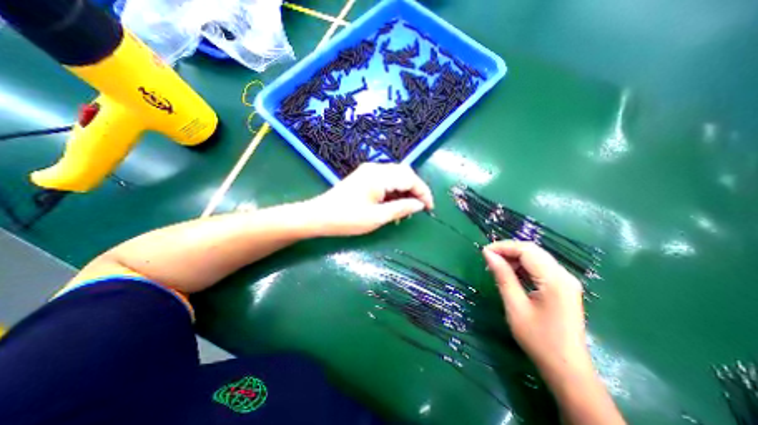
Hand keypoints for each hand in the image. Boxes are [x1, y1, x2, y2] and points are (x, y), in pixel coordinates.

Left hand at [305, 161, 434, 235]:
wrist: (319, 216)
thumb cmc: (347, 219)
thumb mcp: (377, 217)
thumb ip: (401, 208)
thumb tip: (420, 205)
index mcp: (379, 176)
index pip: (410, 178)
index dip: (423, 192)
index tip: (429, 208)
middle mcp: (376, 168)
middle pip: (405, 173)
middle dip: (415, 190)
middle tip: (419, 209)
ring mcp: (369, 171)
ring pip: (396, 176)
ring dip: (404, 191)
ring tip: (405, 210)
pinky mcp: (364, 176)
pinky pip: (386, 179)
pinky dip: (394, 191)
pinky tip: (393, 204)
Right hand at [482, 241, 587, 373]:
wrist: (567, 370)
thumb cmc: (538, 339)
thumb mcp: (515, 306)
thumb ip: (502, 276)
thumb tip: (488, 254)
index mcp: (555, 279)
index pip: (526, 250)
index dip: (503, 247)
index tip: (484, 252)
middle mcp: (564, 275)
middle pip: (532, 250)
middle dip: (508, 250)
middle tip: (488, 259)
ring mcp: (565, 281)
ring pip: (536, 257)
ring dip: (514, 258)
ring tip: (496, 266)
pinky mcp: (563, 287)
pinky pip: (540, 268)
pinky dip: (523, 267)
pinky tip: (510, 274)